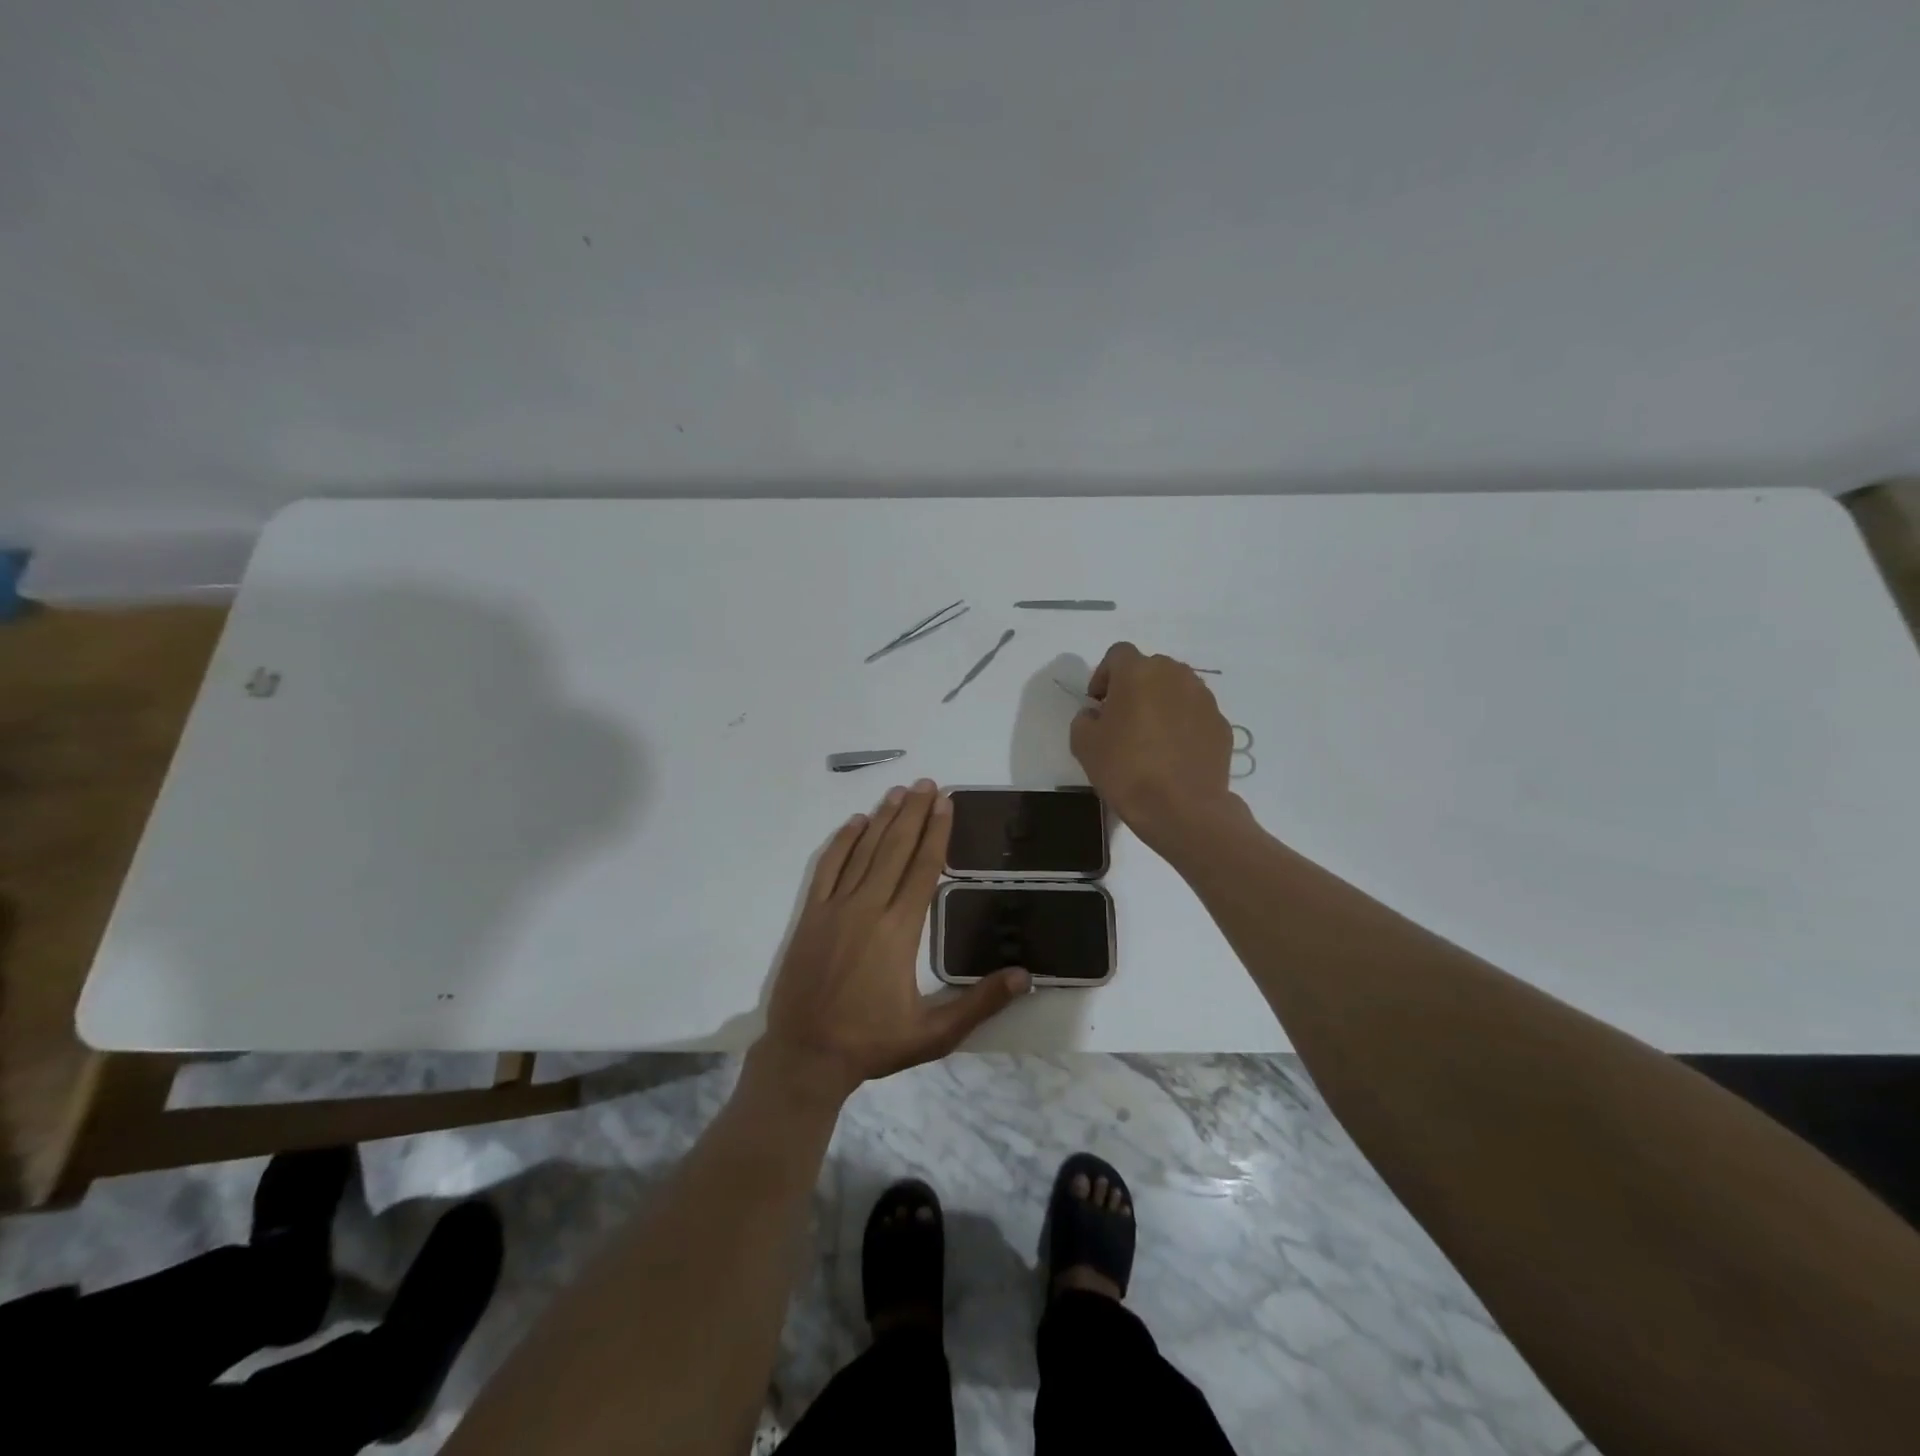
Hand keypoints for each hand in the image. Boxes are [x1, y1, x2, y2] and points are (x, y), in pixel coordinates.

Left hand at [756, 781, 1029, 1101]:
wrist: (805, 1055)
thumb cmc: (871, 1043)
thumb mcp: (934, 1034)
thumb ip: (980, 1003)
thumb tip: (1025, 976)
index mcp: (899, 931)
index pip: (923, 869)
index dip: (936, 833)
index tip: (945, 803)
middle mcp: (868, 908)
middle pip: (895, 849)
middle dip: (913, 814)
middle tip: (926, 783)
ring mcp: (835, 908)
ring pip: (863, 852)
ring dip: (882, 819)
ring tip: (898, 791)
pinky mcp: (811, 916)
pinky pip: (827, 868)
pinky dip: (841, 842)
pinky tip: (854, 823)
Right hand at [1070, 642, 1239, 842]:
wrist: (1182, 808)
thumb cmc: (1126, 770)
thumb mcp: (1083, 745)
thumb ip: (1084, 719)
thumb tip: (1096, 715)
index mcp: (1138, 673)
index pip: (1117, 654)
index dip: (1103, 675)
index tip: (1098, 703)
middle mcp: (1175, 675)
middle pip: (1150, 668)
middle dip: (1134, 687)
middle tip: (1122, 719)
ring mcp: (1204, 699)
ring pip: (1176, 689)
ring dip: (1161, 704)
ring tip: (1150, 738)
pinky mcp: (1221, 724)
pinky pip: (1195, 715)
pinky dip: (1183, 725)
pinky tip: (1173, 755)